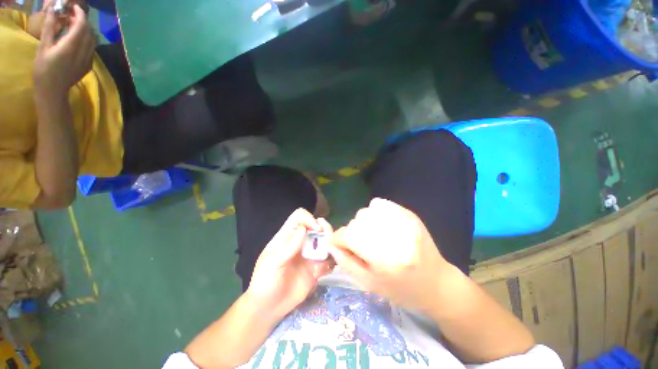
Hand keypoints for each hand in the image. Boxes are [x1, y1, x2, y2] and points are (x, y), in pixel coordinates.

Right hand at [33, 4, 95, 95]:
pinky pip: (92, 49)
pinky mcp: (89, 65)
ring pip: (93, 40)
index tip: (73, 7)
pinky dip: (87, 40)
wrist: (53, 91)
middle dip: (82, 21)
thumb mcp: (43, 46)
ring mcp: (89, 59)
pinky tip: (76, 40)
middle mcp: (84, 51)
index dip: (80, 13)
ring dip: (85, 30)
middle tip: (71, 16)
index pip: (82, 24)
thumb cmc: (44, 69)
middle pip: (89, 31)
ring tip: (73, 27)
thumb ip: (50, 27)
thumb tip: (53, 10)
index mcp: (72, 45)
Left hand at [245, 209, 334, 320]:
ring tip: (329, 254)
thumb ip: (289, 247)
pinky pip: (329, 260)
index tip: (316, 229)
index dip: (309, 218)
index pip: (299, 217)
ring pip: (325, 240)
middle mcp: (301, 241)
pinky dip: (332, 261)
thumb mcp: (273, 263)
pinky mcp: (316, 267)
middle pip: (316, 225)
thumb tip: (304, 228)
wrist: (269, 307)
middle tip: (328, 241)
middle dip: (325, 229)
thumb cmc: (265, 281)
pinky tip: (326, 269)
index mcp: (287, 236)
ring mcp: (310, 254)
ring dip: (330, 244)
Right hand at [330, 198, 454, 310]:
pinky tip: (381, 225)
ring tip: (372, 236)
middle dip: (352, 233)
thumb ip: (346, 263)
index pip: (350, 235)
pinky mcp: (409, 214)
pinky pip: (380, 203)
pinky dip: (374, 212)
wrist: (437, 283)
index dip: (339, 239)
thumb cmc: (402, 289)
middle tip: (360, 245)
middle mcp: (395, 235)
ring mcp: (404, 221)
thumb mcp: (369, 284)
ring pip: (366, 211)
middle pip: (357, 221)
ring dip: (363, 223)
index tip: (338, 245)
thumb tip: (331, 244)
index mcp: (385, 258)